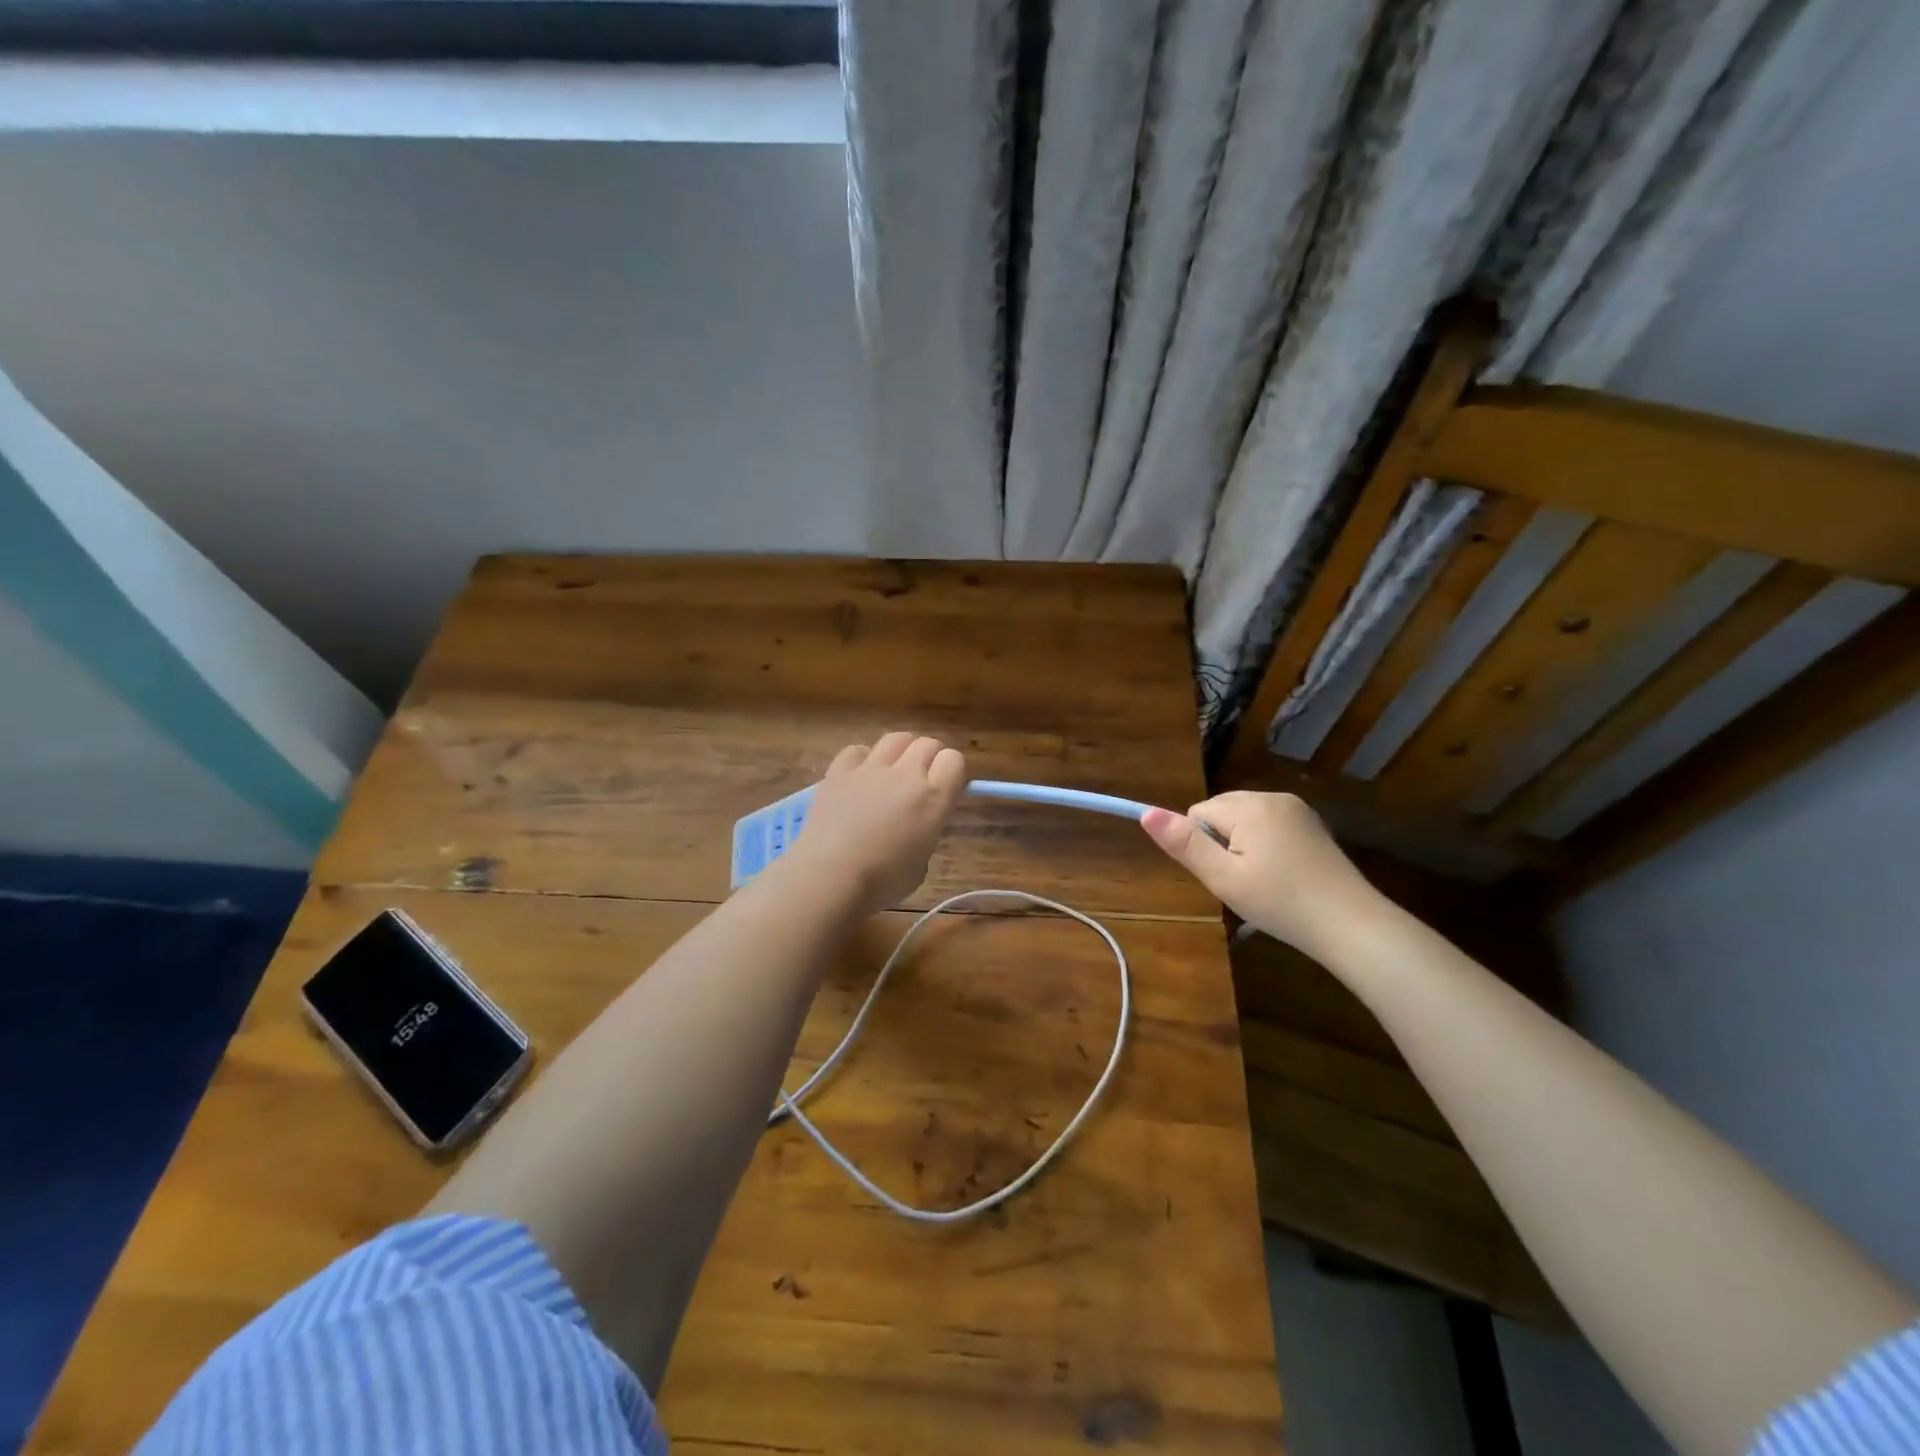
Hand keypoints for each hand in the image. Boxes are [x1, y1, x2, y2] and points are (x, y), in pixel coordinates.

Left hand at [779, 732, 968, 915]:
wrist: (828, 878)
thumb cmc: (881, 883)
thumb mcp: (920, 866)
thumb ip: (925, 835)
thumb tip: (916, 825)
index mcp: (933, 798)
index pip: (954, 760)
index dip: (952, 772)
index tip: (946, 788)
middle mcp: (905, 774)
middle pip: (927, 743)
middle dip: (930, 758)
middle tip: (922, 780)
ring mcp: (870, 769)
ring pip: (896, 739)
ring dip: (901, 751)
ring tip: (893, 772)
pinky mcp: (838, 771)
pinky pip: (857, 750)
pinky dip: (863, 759)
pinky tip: (859, 778)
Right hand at [1141, 791, 1377, 957]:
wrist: (1351, 925)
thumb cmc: (1280, 903)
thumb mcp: (1223, 877)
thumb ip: (1184, 843)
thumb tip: (1146, 812)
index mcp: (1249, 806)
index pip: (1198, 813)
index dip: (1201, 846)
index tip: (1223, 876)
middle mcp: (1273, 797)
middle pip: (1222, 812)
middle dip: (1221, 843)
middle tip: (1242, 883)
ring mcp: (1297, 810)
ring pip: (1246, 820)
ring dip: (1243, 846)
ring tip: (1261, 883)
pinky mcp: (1313, 826)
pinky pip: (1271, 827)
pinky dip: (1266, 847)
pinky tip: (1281, 877)